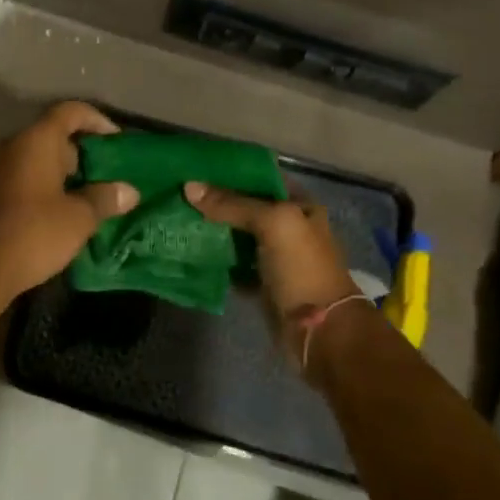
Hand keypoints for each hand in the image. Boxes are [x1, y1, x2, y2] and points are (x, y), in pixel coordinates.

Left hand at [0, 102, 139, 298]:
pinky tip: (46, 214)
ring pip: (28, 159)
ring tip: (76, 197)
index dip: (96, 120)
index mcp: (35, 141)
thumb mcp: (79, 218)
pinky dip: (32, 187)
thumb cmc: (35, 233)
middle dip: (75, 153)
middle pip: (48, 135)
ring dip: (53, 172)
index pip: (69, 112)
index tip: (115, 139)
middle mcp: (8, 146)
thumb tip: (129, 191)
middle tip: (98, 176)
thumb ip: (104, 199)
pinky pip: (12, 178)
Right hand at [184, 182, 363, 367]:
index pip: (262, 178)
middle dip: (217, 201)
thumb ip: (232, 204)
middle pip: (247, 207)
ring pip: (238, 236)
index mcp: (300, 206)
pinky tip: (191, 251)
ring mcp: (276, 257)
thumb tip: (189, 186)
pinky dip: (216, 260)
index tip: (197, 168)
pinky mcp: (263, 284)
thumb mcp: (272, 224)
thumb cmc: (303, 268)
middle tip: (181, 193)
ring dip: (213, 230)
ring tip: (179, 217)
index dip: (233, 172)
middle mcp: (289, 228)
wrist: (321, 331)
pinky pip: (234, 265)